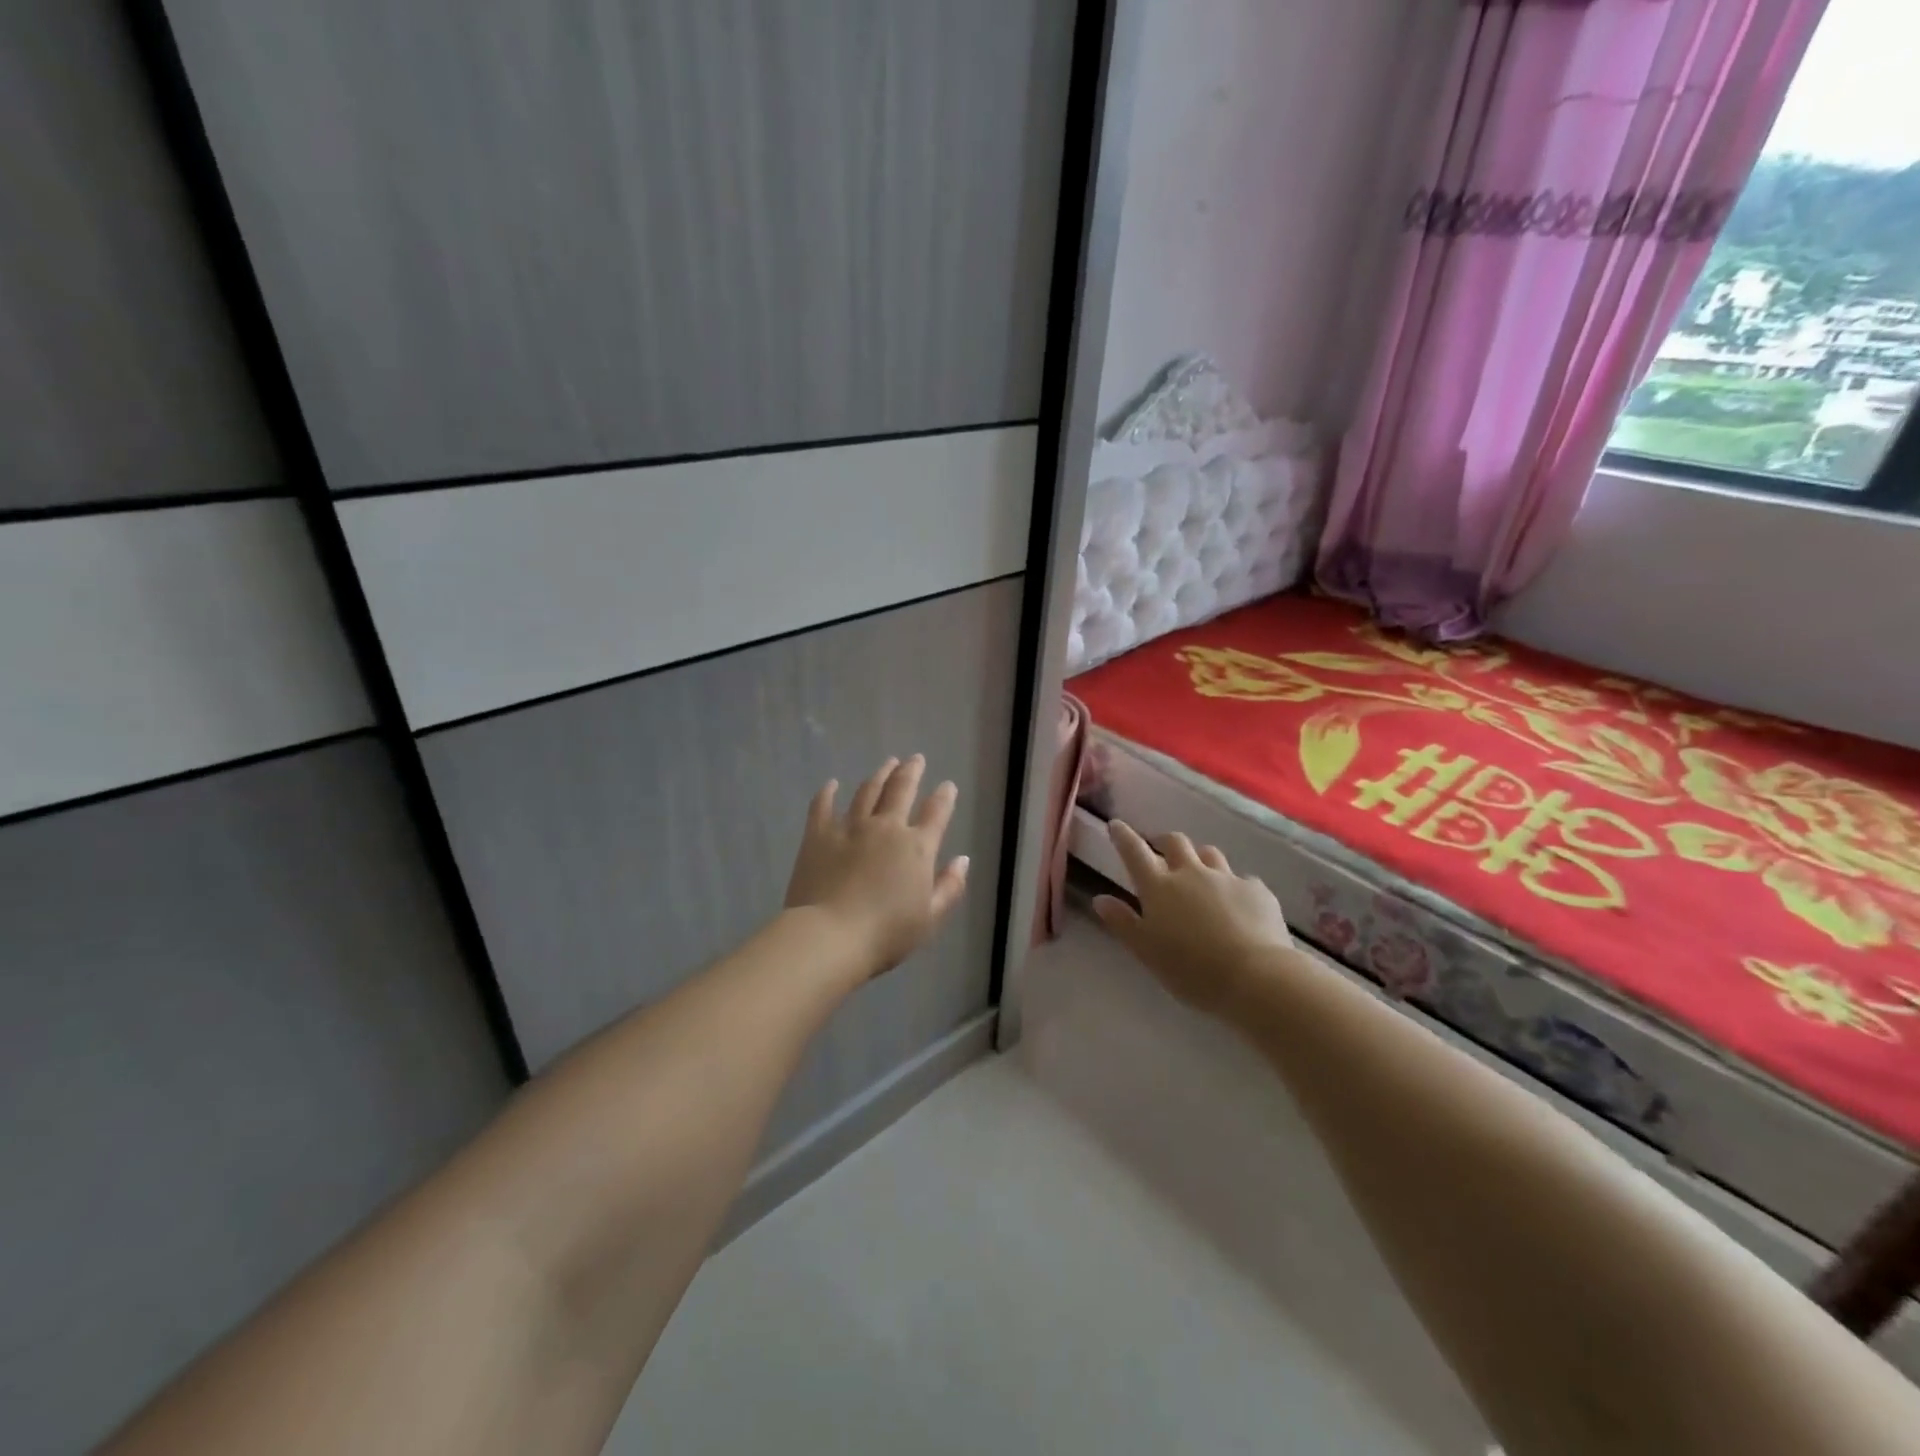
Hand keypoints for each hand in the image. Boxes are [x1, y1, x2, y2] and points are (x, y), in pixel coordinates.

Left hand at [784, 755, 969, 979]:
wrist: (830, 936)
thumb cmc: (886, 934)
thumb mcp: (930, 918)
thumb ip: (950, 887)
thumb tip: (963, 860)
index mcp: (917, 848)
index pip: (937, 813)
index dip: (944, 797)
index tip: (947, 785)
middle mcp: (886, 828)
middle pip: (901, 790)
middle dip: (911, 771)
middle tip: (915, 759)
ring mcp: (850, 827)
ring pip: (867, 791)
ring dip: (879, 775)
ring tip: (886, 764)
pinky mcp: (818, 835)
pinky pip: (823, 806)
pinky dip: (828, 793)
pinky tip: (831, 784)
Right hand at [1092, 822, 1293, 1015]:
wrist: (1255, 976)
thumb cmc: (1191, 969)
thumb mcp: (1146, 951)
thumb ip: (1123, 922)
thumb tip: (1100, 898)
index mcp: (1159, 887)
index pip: (1134, 851)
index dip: (1123, 836)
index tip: (1115, 825)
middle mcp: (1191, 873)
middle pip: (1175, 842)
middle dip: (1164, 841)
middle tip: (1160, 850)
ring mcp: (1227, 878)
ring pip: (1210, 854)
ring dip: (1199, 858)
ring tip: (1198, 872)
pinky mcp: (1256, 890)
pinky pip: (1242, 879)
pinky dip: (1234, 886)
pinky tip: (1237, 903)